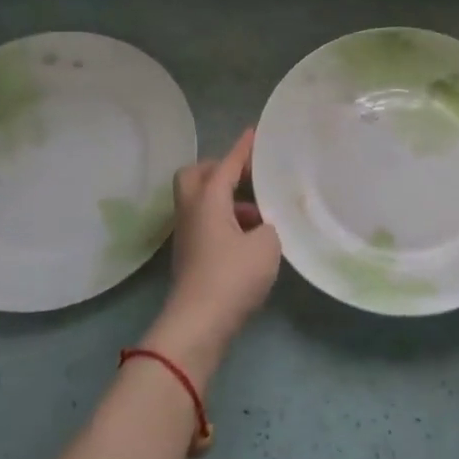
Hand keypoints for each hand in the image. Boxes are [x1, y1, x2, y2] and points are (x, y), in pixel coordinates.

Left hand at [143, 128, 280, 378]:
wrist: (199, 324)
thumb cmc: (233, 276)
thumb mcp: (267, 245)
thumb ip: (270, 225)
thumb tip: (263, 225)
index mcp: (208, 200)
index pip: (226, 164)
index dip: (242, 149)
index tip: (254, 133)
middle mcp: (192, 211)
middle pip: (195, 176)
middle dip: (219, 169)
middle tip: (246, 175)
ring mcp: (188, 235)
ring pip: (201, 202)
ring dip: (226, 199)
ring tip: (260, 212)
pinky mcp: (192, 257)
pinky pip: (207, 224)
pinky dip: (226, 221)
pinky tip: (251, 238)